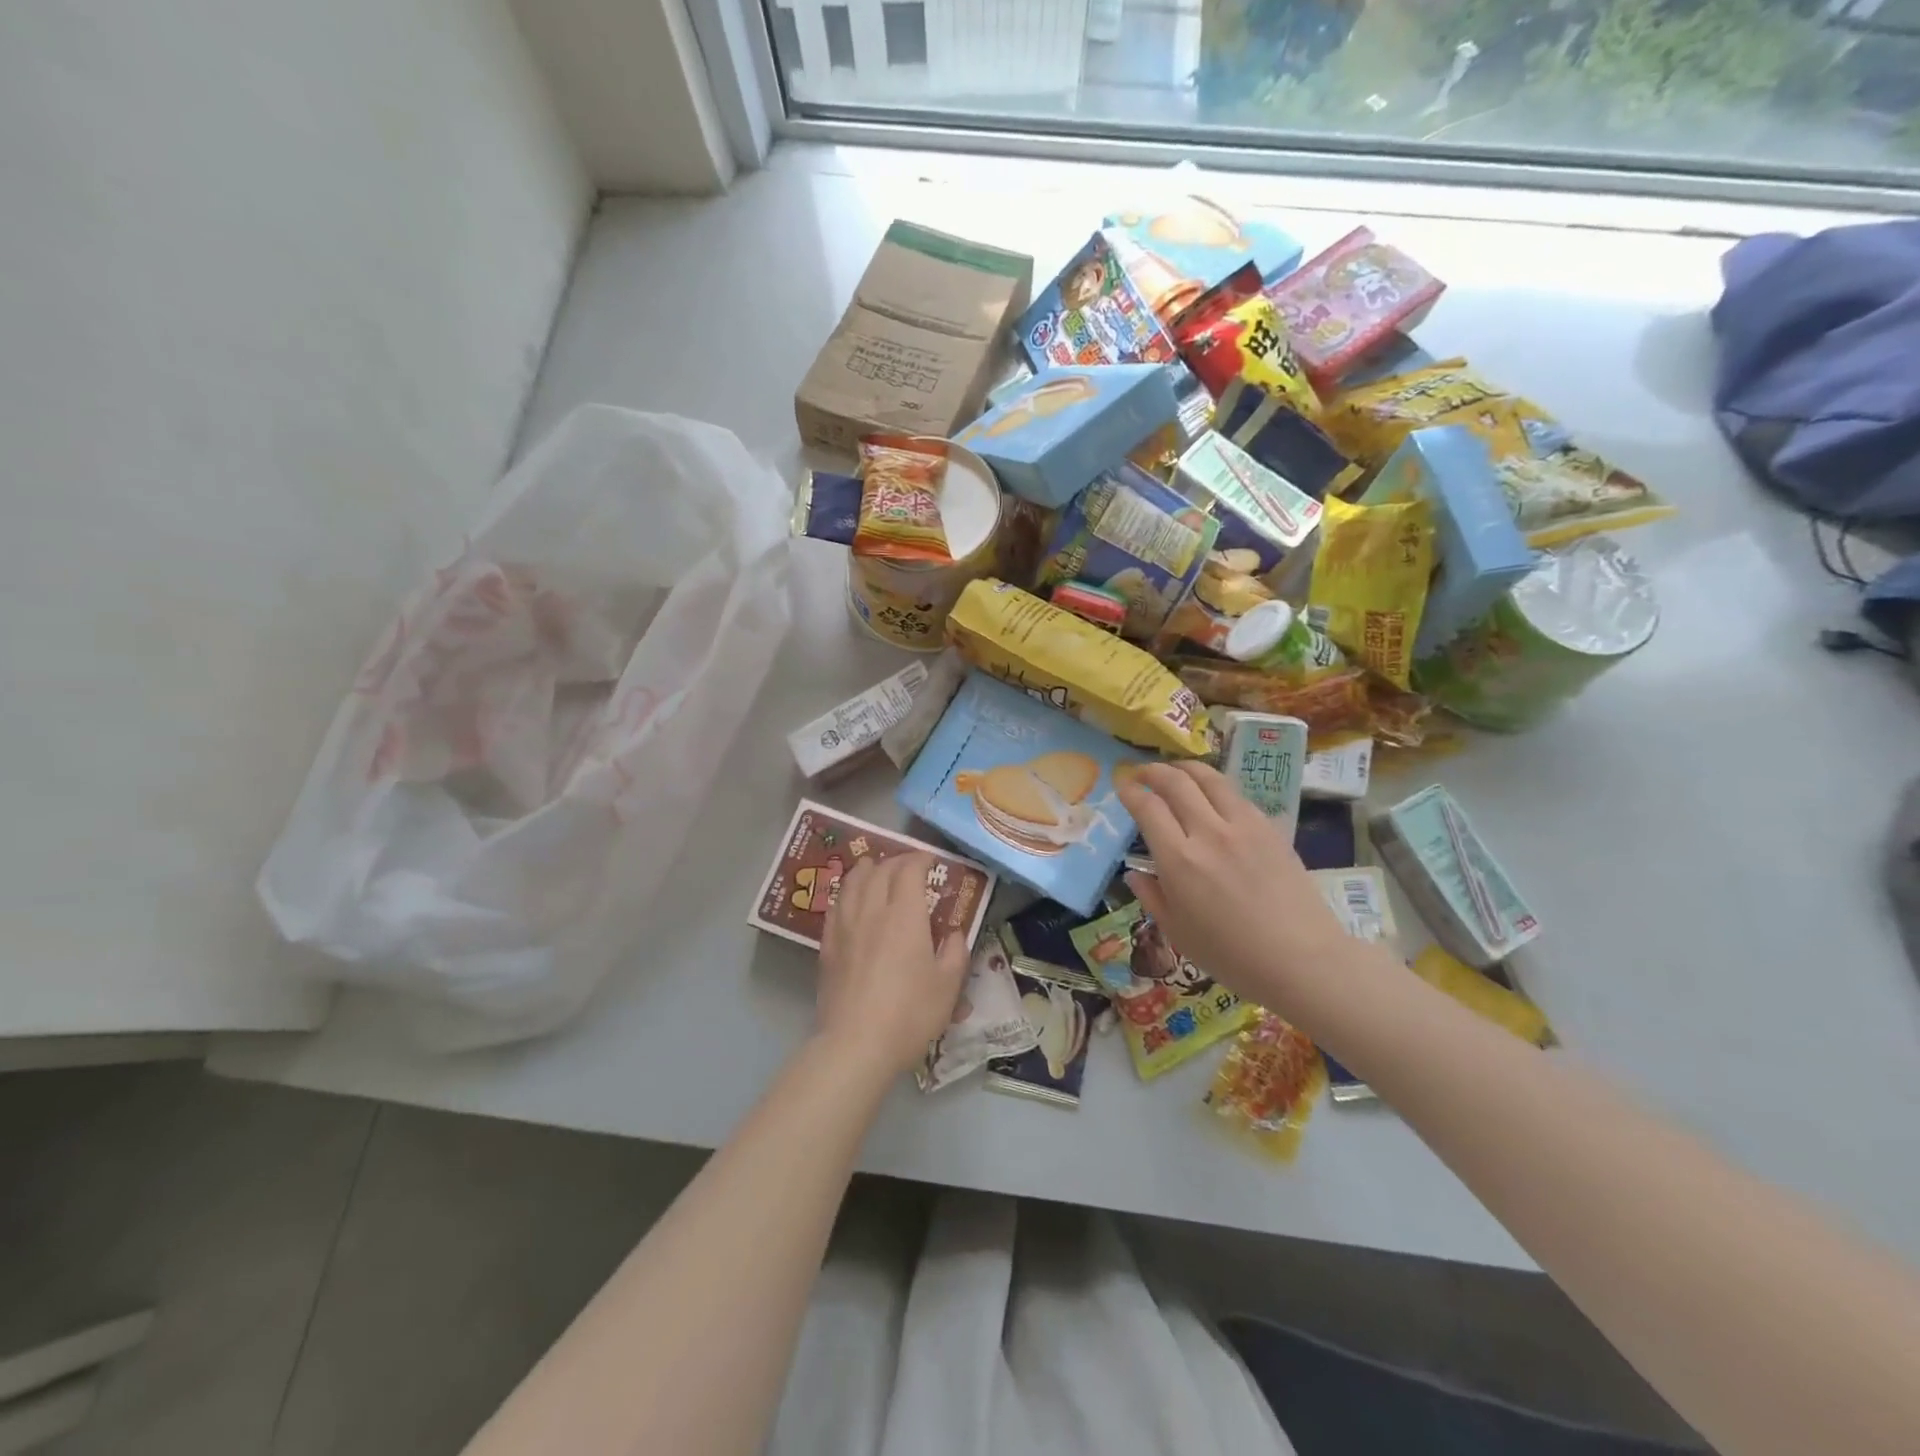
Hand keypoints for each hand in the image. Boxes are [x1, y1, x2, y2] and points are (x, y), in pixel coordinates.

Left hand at [816, 851, 970, 1076]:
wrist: (856, 1044)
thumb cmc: (910, 1013)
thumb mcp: (948, 985)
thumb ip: (955, 952)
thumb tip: (954, 933)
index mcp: (904, 915)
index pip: (909, 870)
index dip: (920, 859)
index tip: (931, 860)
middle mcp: (872, 911)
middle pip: (879, 871)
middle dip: (896, 861)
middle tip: (908, 866)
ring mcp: (845, 927)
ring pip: (852, 882)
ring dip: (866, 870)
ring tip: (874, 869)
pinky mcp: (828, 946)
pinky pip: (835, 905)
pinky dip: (846, 892)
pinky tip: (849, 899)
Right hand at [1116, 762, 1351, 1020]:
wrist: (1301, 959)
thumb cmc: (1232, 956)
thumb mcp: (1177, 932)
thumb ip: (1151, 897)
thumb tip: (1134, 873)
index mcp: (1179, 860)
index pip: (1148, 807)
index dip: (1130, 791)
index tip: (1122, 787)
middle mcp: (1208, 832)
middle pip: (1176, 782)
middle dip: (1153, 771)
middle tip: (1142, 773)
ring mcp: (1243, 826)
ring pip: (1209, 778)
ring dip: (1185, 768)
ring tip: (1175, 771)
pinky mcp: (1270, 828)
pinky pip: (1236, 795)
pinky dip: (1216, 787)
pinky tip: (1213, 796)